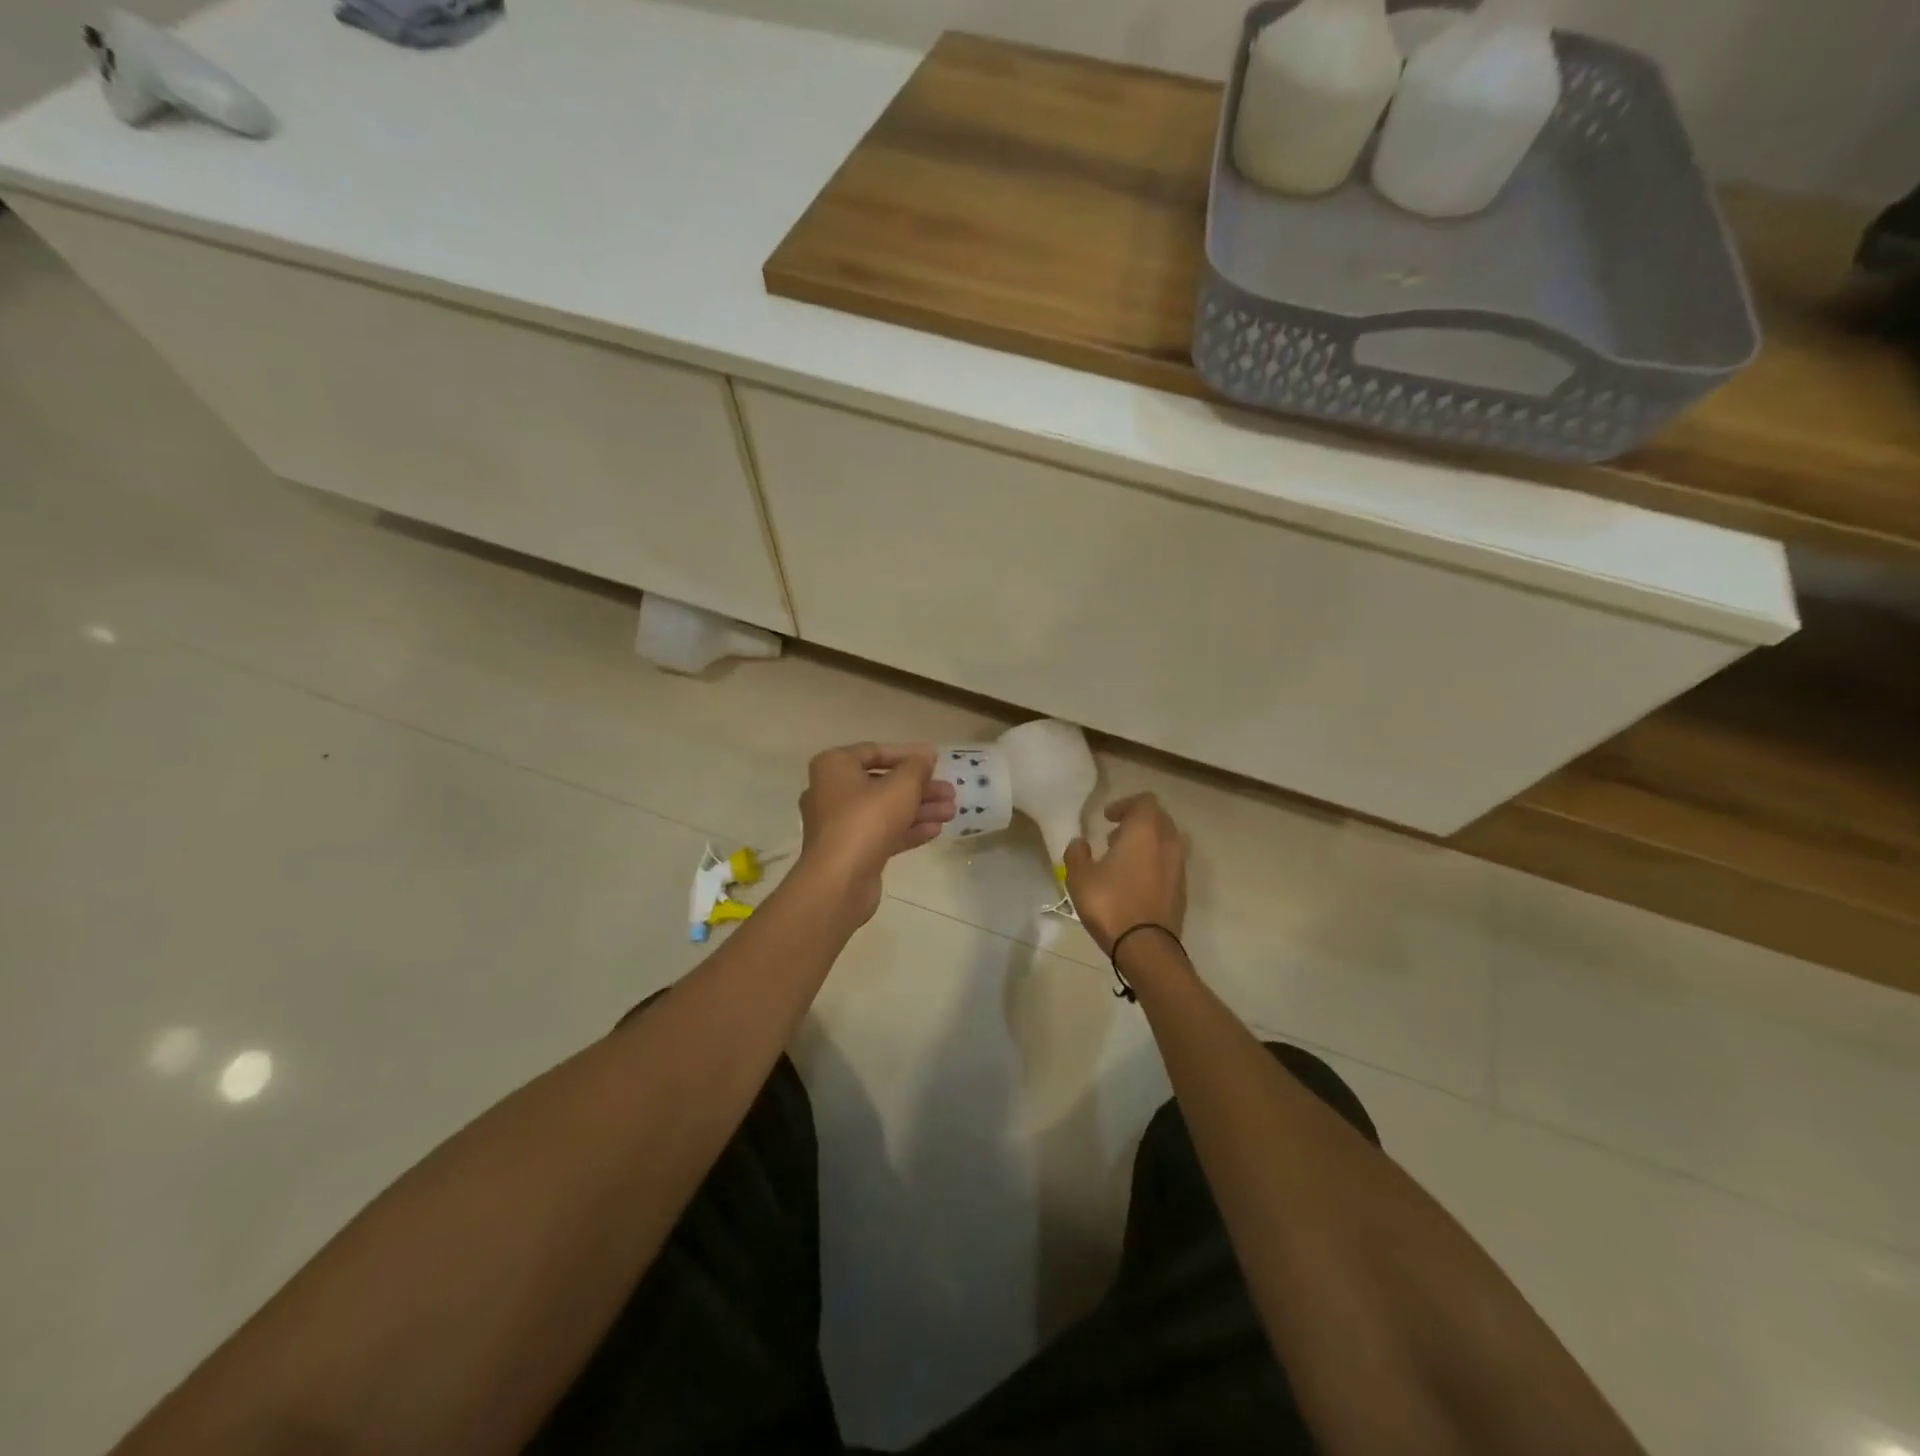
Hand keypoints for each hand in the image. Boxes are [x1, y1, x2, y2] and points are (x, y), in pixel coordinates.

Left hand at [796, 743, 955, 923]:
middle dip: (920, 788)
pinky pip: (881, 832)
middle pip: (882, 783)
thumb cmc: (867, 820)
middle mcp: (831, 791)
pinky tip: (935, 831)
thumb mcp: (901, 786)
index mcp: (834, 766)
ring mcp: (839, 824)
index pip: (874, 751)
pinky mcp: (849, 850)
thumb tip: (926, 755)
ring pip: (885, 810)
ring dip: (919, 809)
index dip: (908, 754)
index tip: (935, 761)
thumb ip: (917, 767)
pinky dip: (906, 829)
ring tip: (952, 812)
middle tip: (950, 792)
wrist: (839, 880)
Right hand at [1063, 792, 1187, 955]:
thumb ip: (1077, 854)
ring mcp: (1179, 867)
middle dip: (1137, 823)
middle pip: (1159, 819)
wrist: (1146, 946)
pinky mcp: (1182, 890)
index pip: (1144, 801)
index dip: (1125, 805)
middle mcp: (1168, 842)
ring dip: (1148, 844)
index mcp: (1145, 831)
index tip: (1107, 818)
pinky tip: (1135, 882)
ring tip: (1124, 860)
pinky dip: (1155, 864)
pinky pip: (1170, 865)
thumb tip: (1079, 843)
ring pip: (1167, 842)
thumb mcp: (1079, 877)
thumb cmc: (1110, 903)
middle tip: (1114, 837)